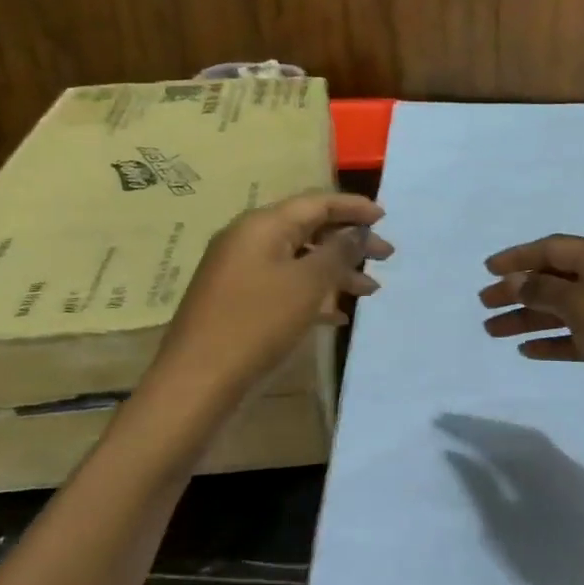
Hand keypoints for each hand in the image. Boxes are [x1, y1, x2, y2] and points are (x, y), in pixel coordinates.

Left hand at [147, 191, 391, 423]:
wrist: (197, 381)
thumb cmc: (257, 323)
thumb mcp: (306, 285)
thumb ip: (338, 252)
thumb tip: (358, 231)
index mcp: (262, 225)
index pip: (316, 203)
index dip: (353, 207)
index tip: (385, 217)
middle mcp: (249, 240)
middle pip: (308, 229)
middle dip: (348, 241)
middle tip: (386, 256)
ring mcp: (240, 271)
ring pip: (298, 260)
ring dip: (335, 272)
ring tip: (370, 290)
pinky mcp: (238, 301)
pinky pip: (284, 285)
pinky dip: (312, 294)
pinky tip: (338, 316)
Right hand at [439, 414, 583, 584]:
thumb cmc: (554, 569)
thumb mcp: (505, 532)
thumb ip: (479, 489)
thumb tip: (455, 454)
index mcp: (537, 464)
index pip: (495, 436)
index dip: (466, 427)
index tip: (440, 420)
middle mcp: (560, 458)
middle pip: (517, 433)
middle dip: (486, 428)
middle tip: (456, 426)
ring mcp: (579, 471)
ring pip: (537, 444)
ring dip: (507, 439)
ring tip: (481, 442)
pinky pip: (551, 457)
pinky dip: (527, 453)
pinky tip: (517, 465)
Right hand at [479, 235, 583, 446]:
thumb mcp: (580, 302)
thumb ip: (543, 288)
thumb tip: (516, 280)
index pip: (555, 248)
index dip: (519, 256)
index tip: (488, 269)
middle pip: (556, 278)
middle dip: (519, 289)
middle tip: (485, 302)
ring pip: (562, 310)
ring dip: (528, 317)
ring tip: (492, 330)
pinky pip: (576, 338)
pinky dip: (551, 341)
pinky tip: (526, 350)